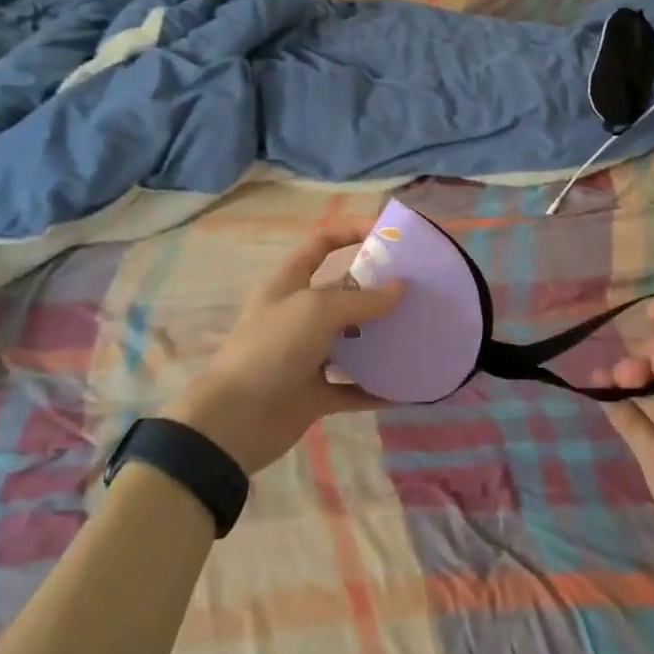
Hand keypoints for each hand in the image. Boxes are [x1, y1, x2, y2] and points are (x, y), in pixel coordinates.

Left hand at [160, 223, 402, 474]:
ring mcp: (306, 355)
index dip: (351, 232)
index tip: (388, 235)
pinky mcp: (314, 393)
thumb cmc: (272, 348)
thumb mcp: (316, 311)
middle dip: (377, 291)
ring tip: (418, 334)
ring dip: (380, 339)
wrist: (235, 421)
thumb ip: (361, 300)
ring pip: (351, 341)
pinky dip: (376, 387)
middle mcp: (298, 315)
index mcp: (290, 284)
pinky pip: (352, 386)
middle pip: (342, 293)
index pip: (321, 244)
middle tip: (418, 292)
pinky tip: (406, 386)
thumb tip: (401, 288)